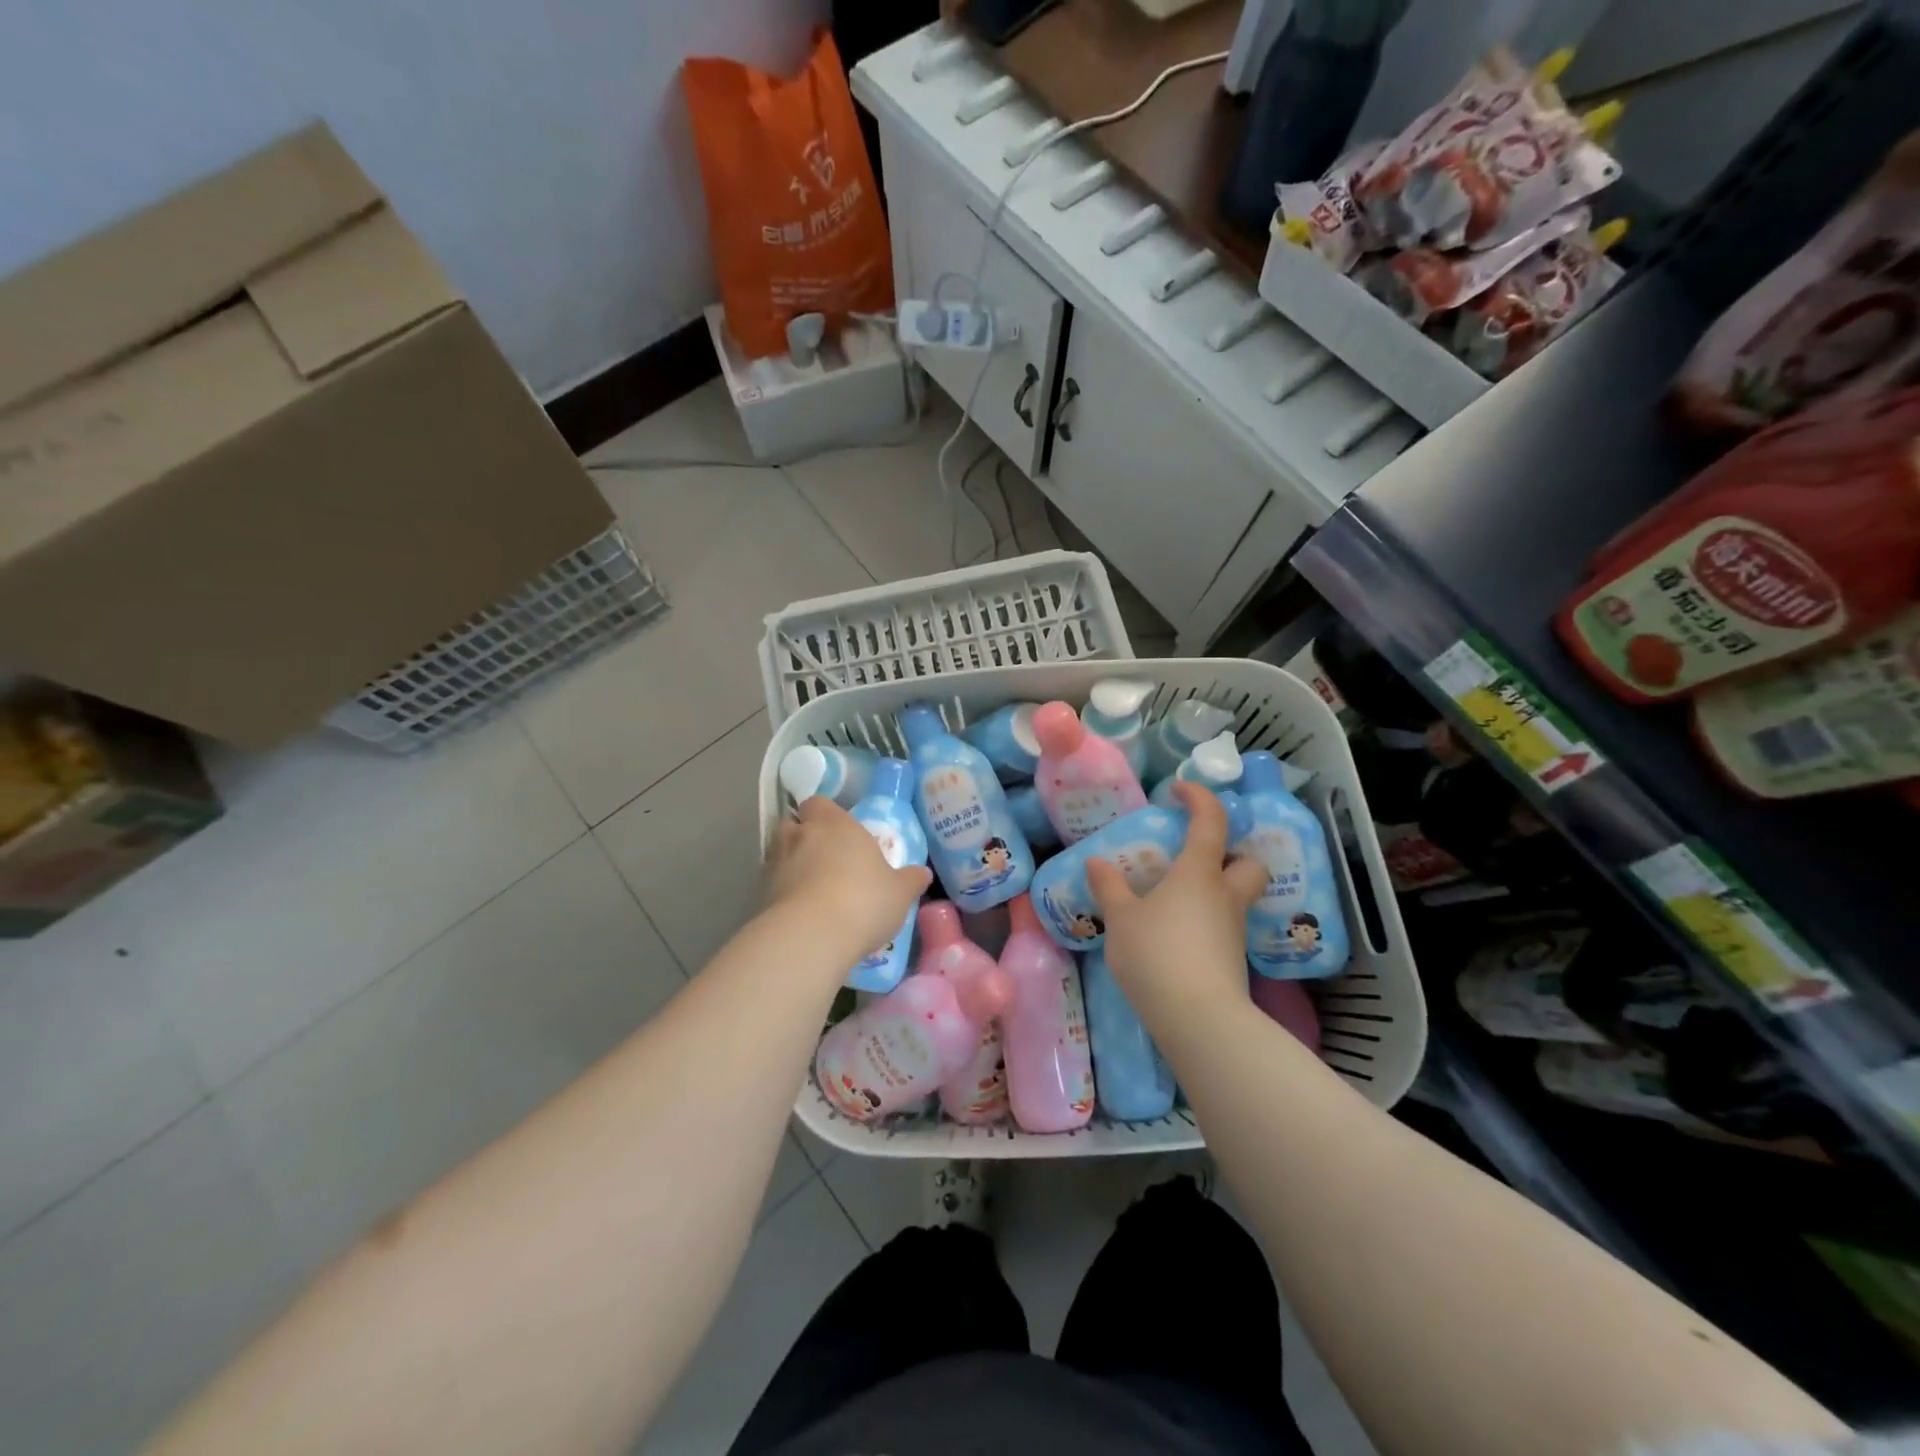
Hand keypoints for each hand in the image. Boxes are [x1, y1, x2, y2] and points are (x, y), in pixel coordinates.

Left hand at [766, 797, 930, 962]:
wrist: (811, 937)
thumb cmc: (864, 901)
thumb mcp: (899, 893)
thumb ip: (910, 880)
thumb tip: (922, 873)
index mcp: (835, 823)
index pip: (820, 804)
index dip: (826, 815)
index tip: (839, 832)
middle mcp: (800, 835)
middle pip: (795, 827)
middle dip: (805, 840)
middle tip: (826, 862)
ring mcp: (775, 865)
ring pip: (779, 856)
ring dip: (792, 867)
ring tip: (812, 891)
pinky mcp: (760, 895)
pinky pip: (773, 888)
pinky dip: (783, 896)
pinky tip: (801, 916)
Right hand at [1086, 781, 1266, 1032]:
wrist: (1198, 1018)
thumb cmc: (1157, 954)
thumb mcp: (1121, 919)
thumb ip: (1110, 888)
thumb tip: (1097, 862)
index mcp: (1199, 872)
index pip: (1211, 820)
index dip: (1199, 797)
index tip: (1178, 790)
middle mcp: (1224, 895)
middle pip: (1248, 862)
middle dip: (1231, 853)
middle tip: (1197, 857)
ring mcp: (1233, 929)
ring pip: (1237, 896)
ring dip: (1216, 888)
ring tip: (1176, 899)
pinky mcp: (1233, 959)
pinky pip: (1224, 925)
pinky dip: (1207, 919)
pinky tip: (1178, 933)